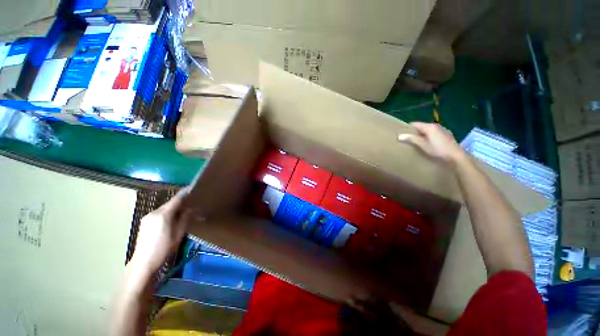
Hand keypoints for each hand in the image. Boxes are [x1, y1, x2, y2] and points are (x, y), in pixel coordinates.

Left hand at [129, 188, 192, 272]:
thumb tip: (189, 209)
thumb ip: (184, 219)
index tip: (192, 188)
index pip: (176, 199)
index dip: (184, 193)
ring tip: (182, 212)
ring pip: (164, 209)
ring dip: (173, 209)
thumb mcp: (178, 234)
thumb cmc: (164, 249)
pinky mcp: (144, 222)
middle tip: (190, 203)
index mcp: (163, 215)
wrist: (143, 262)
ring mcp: (147, 217)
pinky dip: (166, 213)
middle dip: (179, 202)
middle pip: (169, 203)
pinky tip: (170, 220)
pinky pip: (158, 214)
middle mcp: (154, 213)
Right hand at [398, 122, 464, 165]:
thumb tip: (400, 136)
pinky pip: (434, 134)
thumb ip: (412, 139)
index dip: (408, 128)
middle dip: (414, 132)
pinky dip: (429, 137)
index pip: (415, 124)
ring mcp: (443, 130)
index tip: (402, 133)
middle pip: (422, 127)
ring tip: (417, 142)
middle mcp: (436, 126)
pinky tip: (428, 144)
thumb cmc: (438, 150)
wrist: (456, 156)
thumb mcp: (423, 145)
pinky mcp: (447, 135)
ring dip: (422, 135)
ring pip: (428, 130)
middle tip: (408, 139)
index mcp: (430, 127)